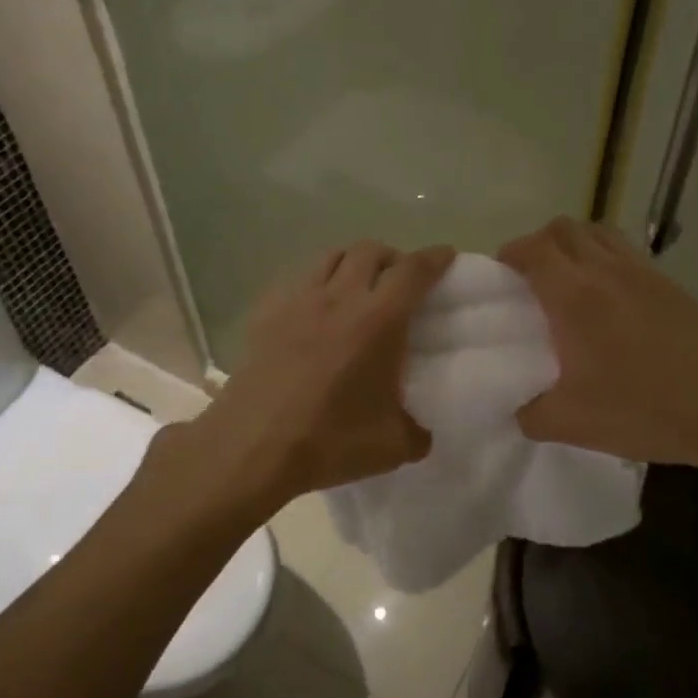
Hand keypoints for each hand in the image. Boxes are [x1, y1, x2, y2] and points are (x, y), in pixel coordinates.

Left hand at [169, 241, 455, 514]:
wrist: (252, 446)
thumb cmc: (328, 441)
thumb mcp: (392, 447)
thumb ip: (417, 433)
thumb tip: (422, 431)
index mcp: (379, 320)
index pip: (413, 271)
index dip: (434, 258)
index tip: (445, 256)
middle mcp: (340, 297)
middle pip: (370, 250)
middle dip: (392, 257)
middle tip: (399, 281)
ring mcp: (298, 300)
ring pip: (331, 256)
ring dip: (352, 262)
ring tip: (357, 287)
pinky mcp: (266, 311)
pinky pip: (297, 278)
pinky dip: (315, 281)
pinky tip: (314, 307)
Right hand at [499, 217, 697, 482]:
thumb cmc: (644, 409)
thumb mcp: (571, 424)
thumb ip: (529, 414)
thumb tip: (517, 409)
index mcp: (574, 296)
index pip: (534, 249)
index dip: (511, 253)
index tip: (500, 274)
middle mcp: (605, 270)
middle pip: (564, 228)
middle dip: (538, 244)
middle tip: (530, 278)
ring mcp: (642, 272)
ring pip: (597, 231)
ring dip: (573, 244)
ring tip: (567, 280)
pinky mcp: (669, 283)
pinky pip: (625, 250)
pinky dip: (604, 255)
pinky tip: (607, 295)